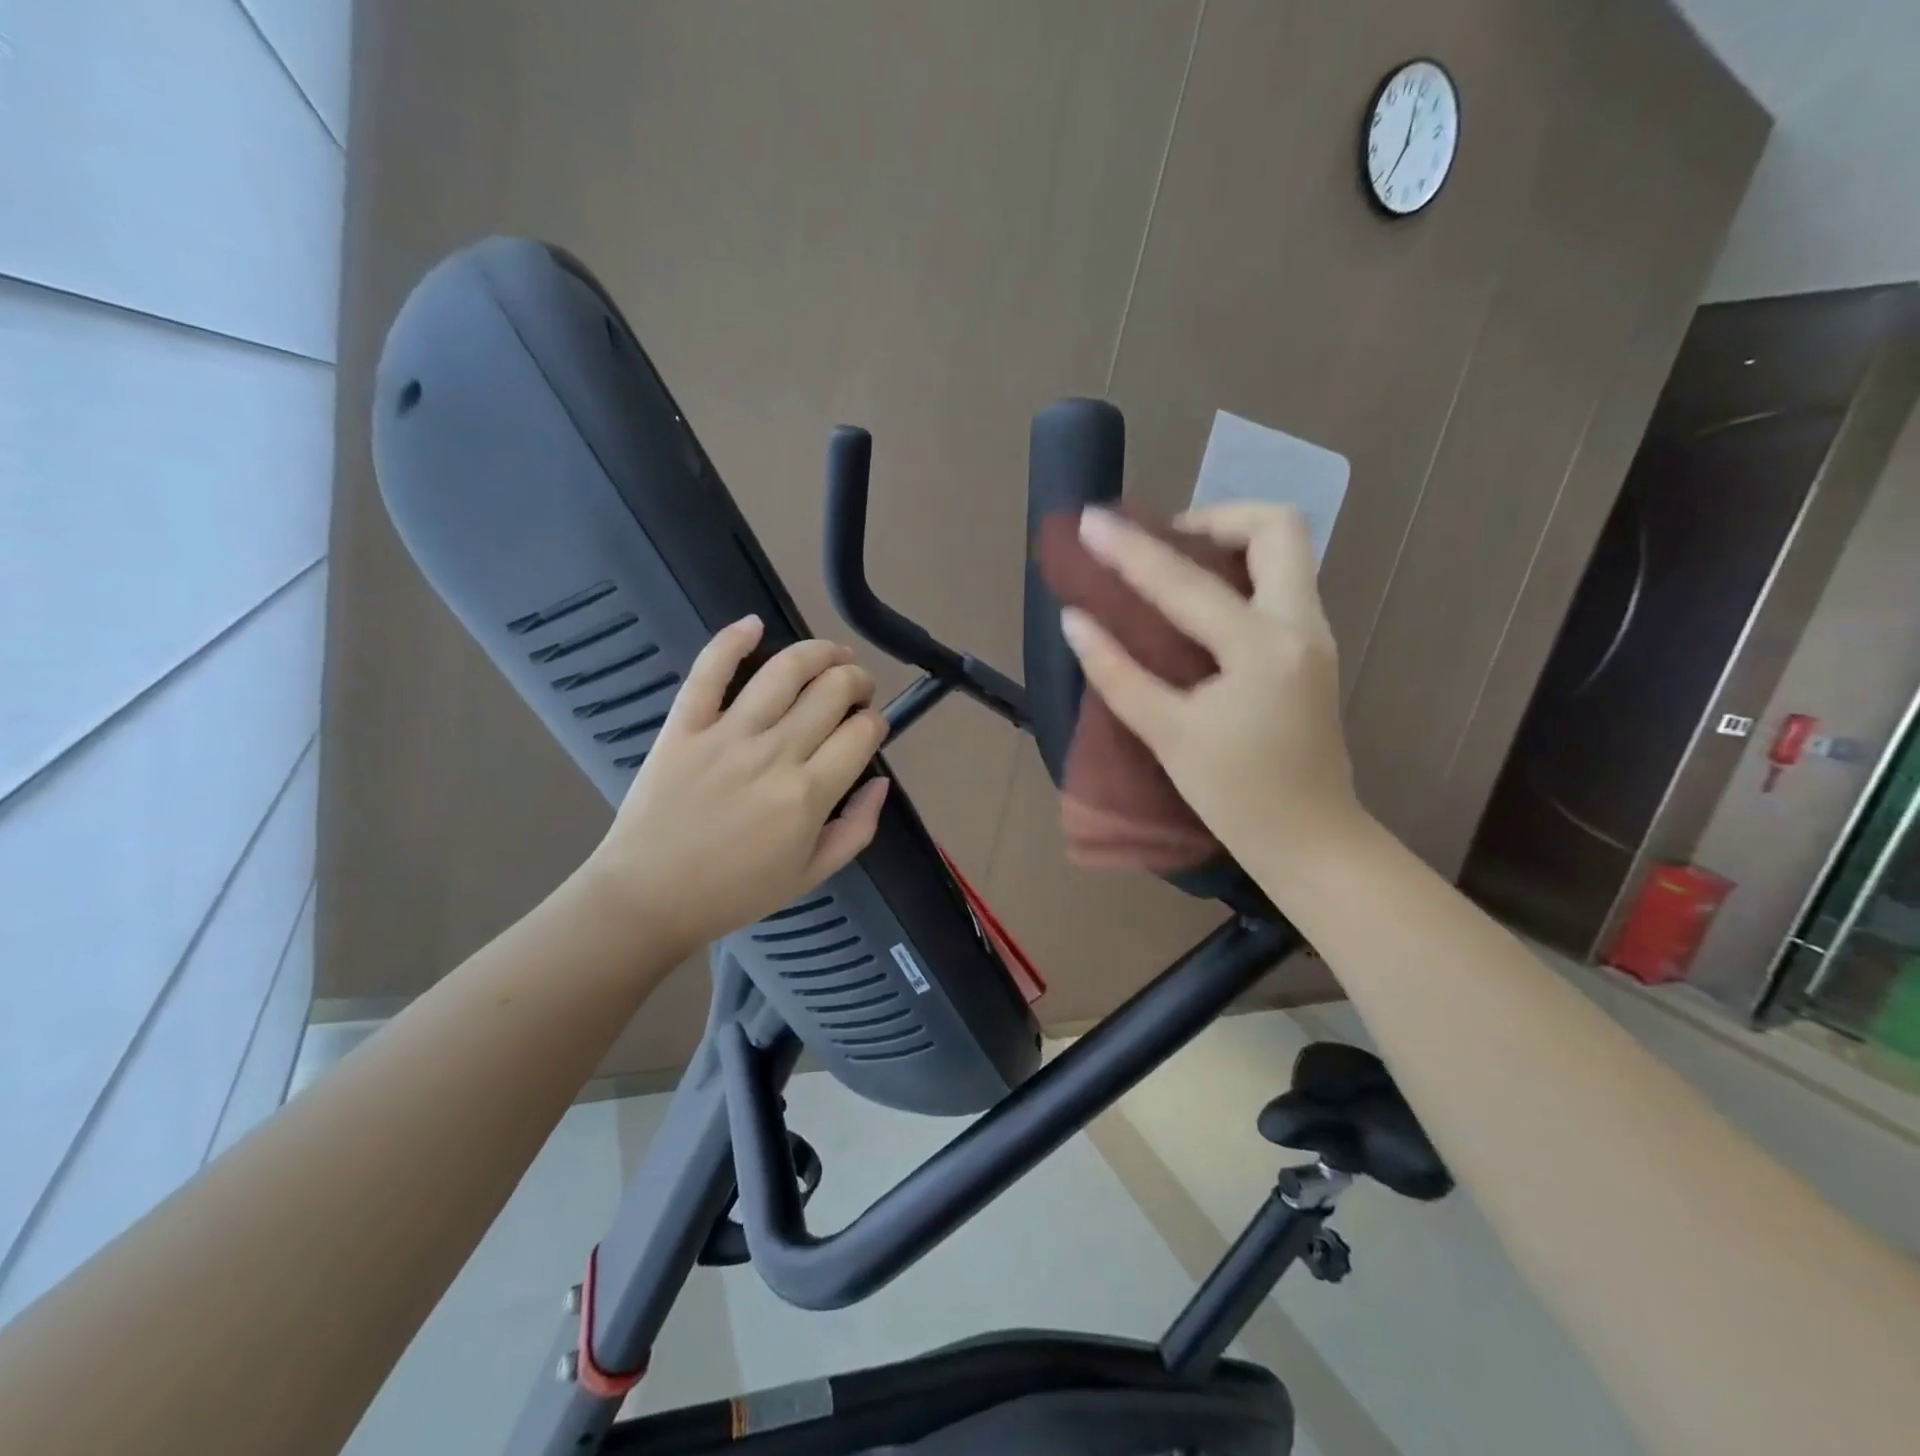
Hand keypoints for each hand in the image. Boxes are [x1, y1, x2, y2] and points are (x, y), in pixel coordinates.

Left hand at [581, 616, 889, 956]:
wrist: (649, 897)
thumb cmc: (735, 891)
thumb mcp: (812, 875)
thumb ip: (857, 829)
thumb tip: (880, 780)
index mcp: (808, 794)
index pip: (861, 733)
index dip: (875, 722)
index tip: (869, 727)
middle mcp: (775, 753)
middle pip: (832, 692)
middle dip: (857, 682)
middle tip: (857, 689)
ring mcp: (727, 734)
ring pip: (785, 671)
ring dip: (819, 652)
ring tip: (833, 654)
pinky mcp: (684, 725)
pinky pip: (709, 671)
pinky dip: (732, 640)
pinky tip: (753, 624)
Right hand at [1058, 504, 1362, 874]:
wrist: (1312, 840)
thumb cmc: (1237, 796)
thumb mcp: (1168, 735)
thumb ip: (1118, 674)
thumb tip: (1075, 621)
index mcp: (1261, 648)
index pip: (1185, 582)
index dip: (1131, 549)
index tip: (1091, 523)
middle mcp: (1300, 626)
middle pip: (1276, 528)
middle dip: (1214, 519)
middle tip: (1163, 545)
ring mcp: (1315, 635)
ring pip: (1286, 552)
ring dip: (1230, 543)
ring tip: (1174, 568)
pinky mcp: (1312, 651)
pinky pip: (1282, 582)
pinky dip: (1240, 573)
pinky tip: (1200, 605)